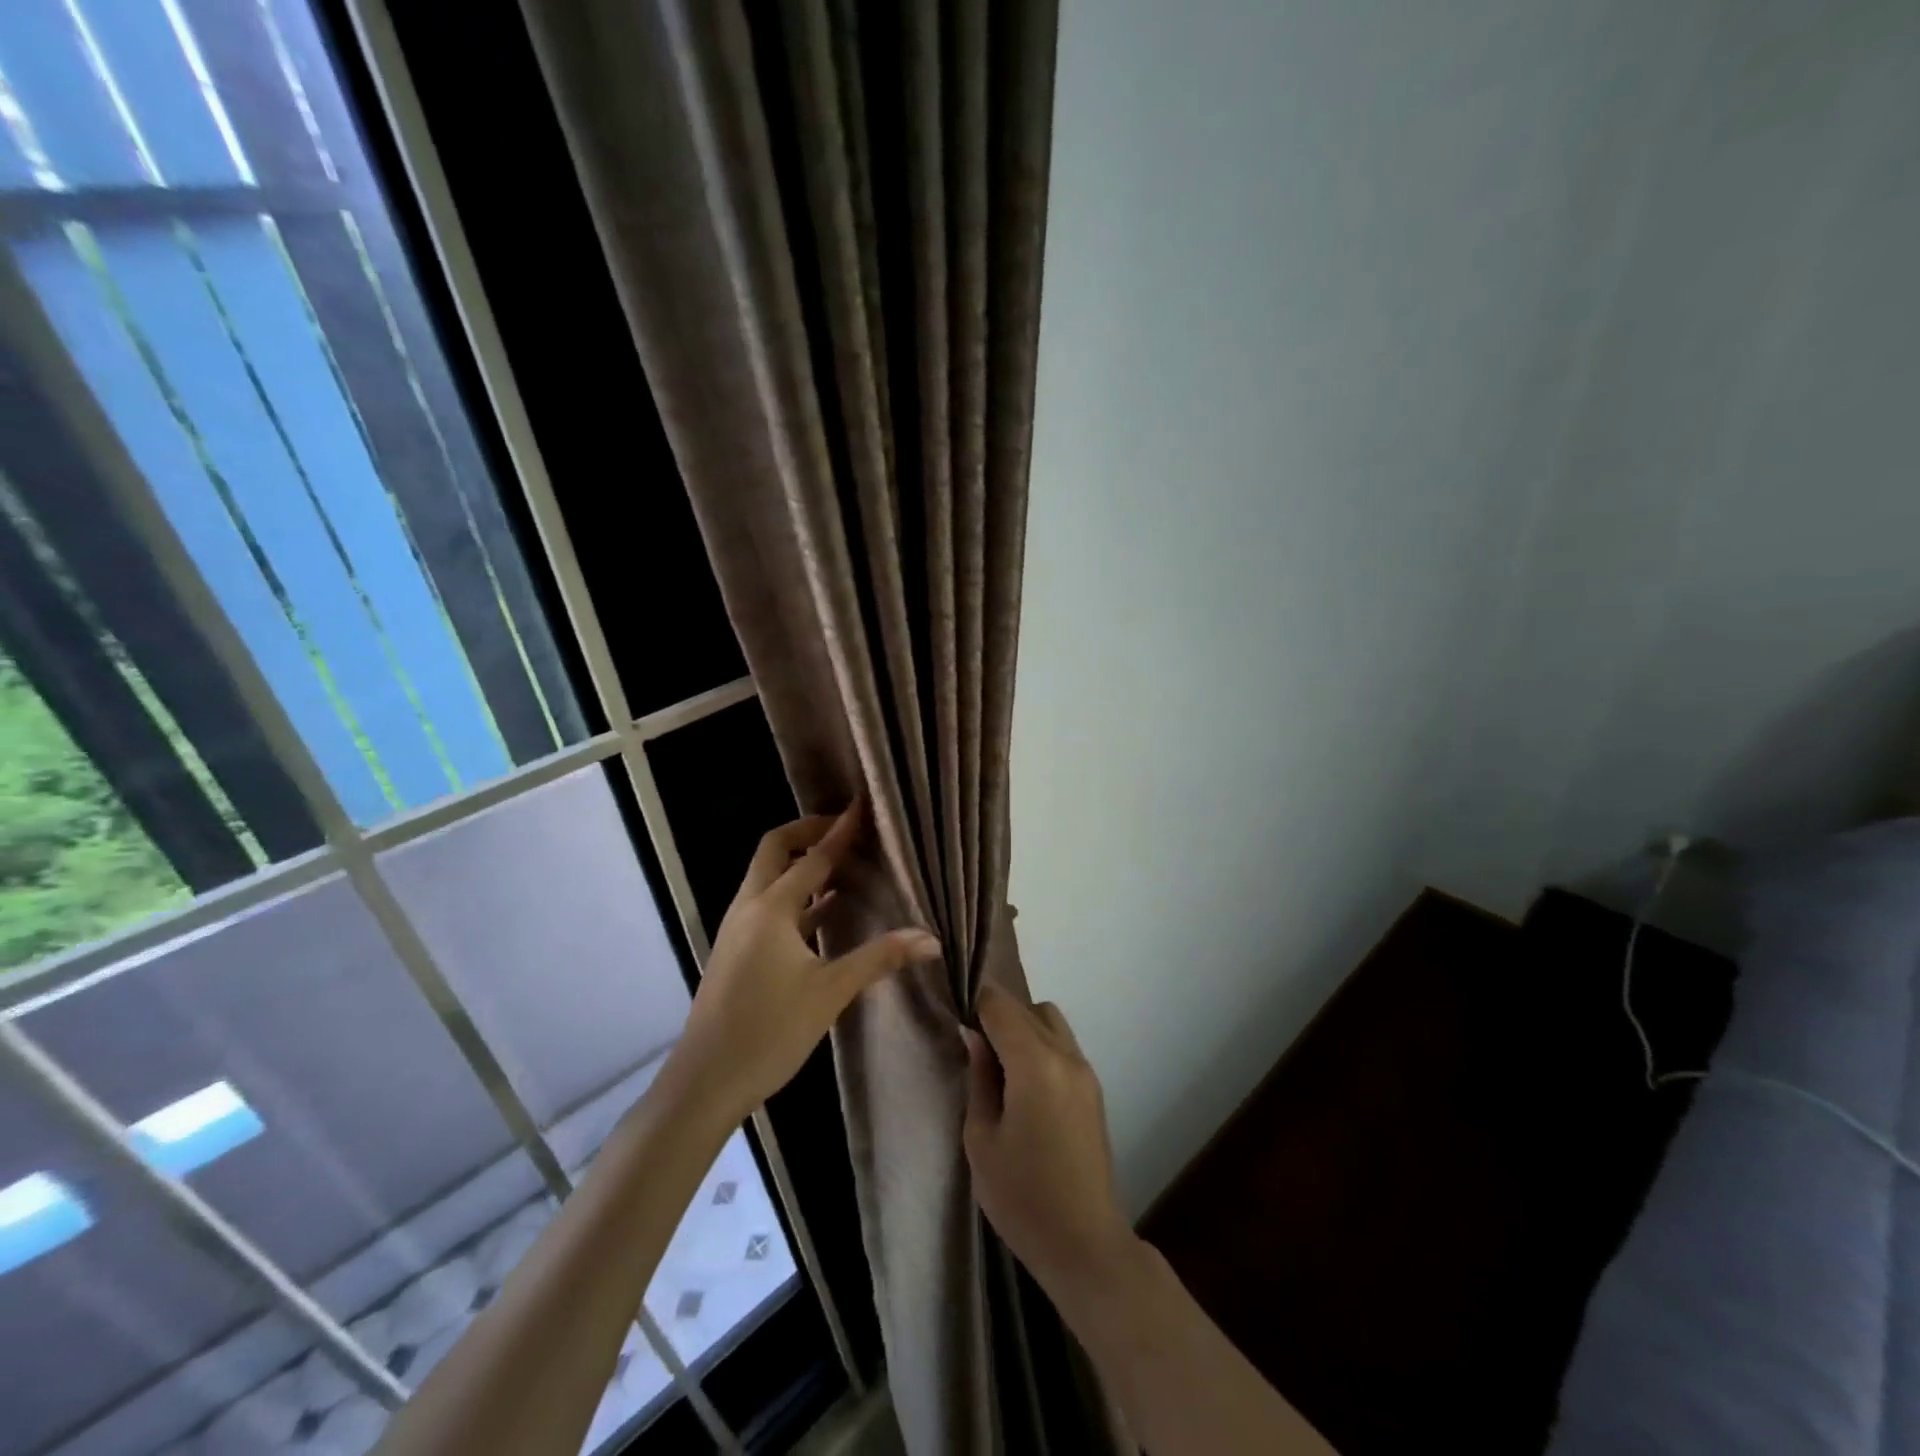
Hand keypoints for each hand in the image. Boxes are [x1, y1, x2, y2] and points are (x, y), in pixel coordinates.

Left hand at [674, 802, 939, 1121]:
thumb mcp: (830, 992)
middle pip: (776, 850)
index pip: (813, 856)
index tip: (862, 805)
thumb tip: (931, 939)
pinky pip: (768, 906)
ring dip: (801, 864)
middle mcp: (749, 908)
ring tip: (843, 862)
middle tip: (847, 829)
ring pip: (769, 878)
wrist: (705, 1081)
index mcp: (771, 909)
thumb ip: (879, 958)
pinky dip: (795, 897)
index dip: (840, 830)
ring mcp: (738, 929)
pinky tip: (824, 910)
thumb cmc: (769, 1032)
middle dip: (809, 832)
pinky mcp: (737, 950)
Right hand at [964, 982, 1138, 1299]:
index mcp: (1035, 1063)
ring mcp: (1085, 1071)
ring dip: (1023, 1027)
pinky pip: (1063, 1045)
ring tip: (999, 1066)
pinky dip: (1040, 1045)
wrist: (1085, 1245)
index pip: (1001, 1005)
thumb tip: (973, 1035)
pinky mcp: (1093, 1089)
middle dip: (997, 1014)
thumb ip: (978, 1078)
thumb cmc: (1022, 1197)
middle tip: (972, 1046)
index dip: (974, 1003)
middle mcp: (1066, 1055)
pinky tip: (1023, 1083)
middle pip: (1027, 1007)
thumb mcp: (981, 1140)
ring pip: (1050, 1021)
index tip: (955, 1018)